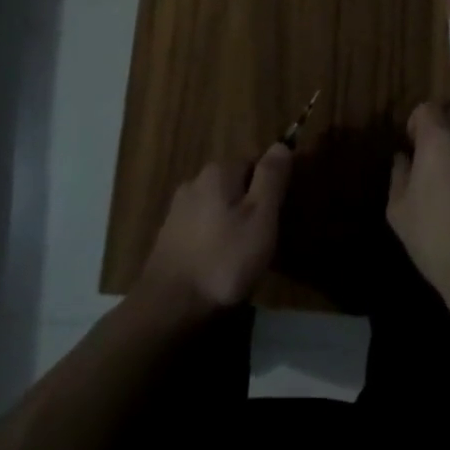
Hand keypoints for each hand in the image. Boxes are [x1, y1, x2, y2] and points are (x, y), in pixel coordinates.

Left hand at [137, 145, 291, 322]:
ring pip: (216, 204)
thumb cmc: (224, 259)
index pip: (254, 162)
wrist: (170, 305)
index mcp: (219, 172)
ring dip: (230, 220)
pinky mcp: (168, 234)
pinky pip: (201, 225)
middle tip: (263, 237)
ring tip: (241, 253)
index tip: (278, 214)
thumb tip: (281, 143)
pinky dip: (212, 236)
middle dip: (249, 203)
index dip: (270, 186)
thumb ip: (271, 178)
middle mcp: (195, 181)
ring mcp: (178, 208)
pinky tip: (217, 261)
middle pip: (234, 183)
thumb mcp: (260, 217)